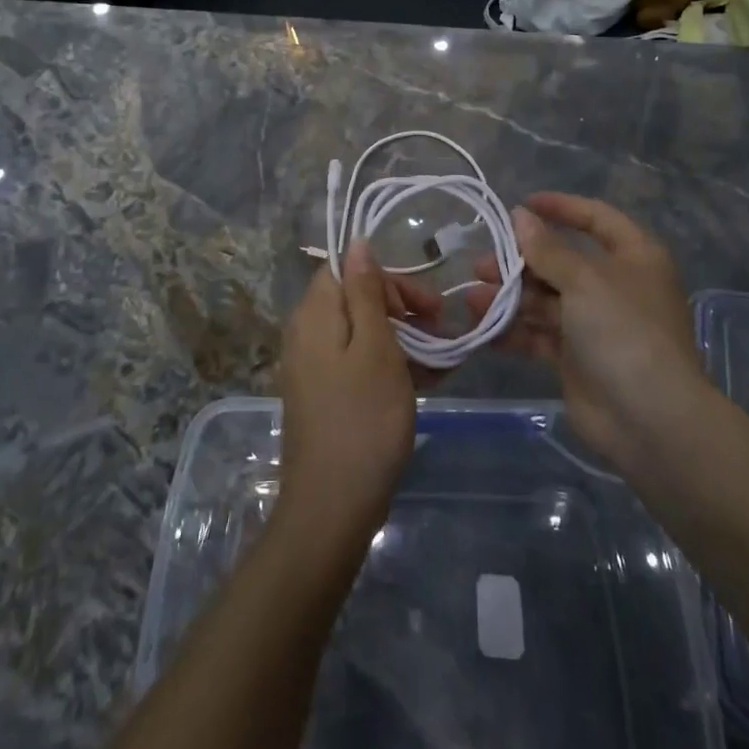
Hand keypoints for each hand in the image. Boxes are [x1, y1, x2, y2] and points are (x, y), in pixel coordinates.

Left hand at [276, 242, 417, 554]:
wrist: (332, 507)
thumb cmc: (363, 419)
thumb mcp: (375, 347)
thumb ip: (365, 291)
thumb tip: (357, 241)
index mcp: (314, 313)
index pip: (348, 269)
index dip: (389, 279)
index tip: (426, 306)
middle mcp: (306, 332)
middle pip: (355, 298)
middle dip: (401, 307)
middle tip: (441, 330)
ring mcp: (312, 366)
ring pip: (361, 332)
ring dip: (402, 338)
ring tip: (442, 361)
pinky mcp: (323, 395)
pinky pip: (357, 363)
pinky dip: (389, 365)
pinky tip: (425, 382)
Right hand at [468, 192, 702, 476]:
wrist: (650, 421)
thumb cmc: (624, 331)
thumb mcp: (584, 280)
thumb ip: (547, 248)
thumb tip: (520, 215)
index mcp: (633, 257)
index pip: (596, 218)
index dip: (560, 207)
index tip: (521, 205)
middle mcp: (615, 286)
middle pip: (561, 261)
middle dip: (520, 262)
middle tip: (482, 264)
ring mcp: (595, 324)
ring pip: (545, 299)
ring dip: (510, 297)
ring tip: (474, 300)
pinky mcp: (577, 358)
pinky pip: (540, 335)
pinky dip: (514, 331)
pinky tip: (483, 330)